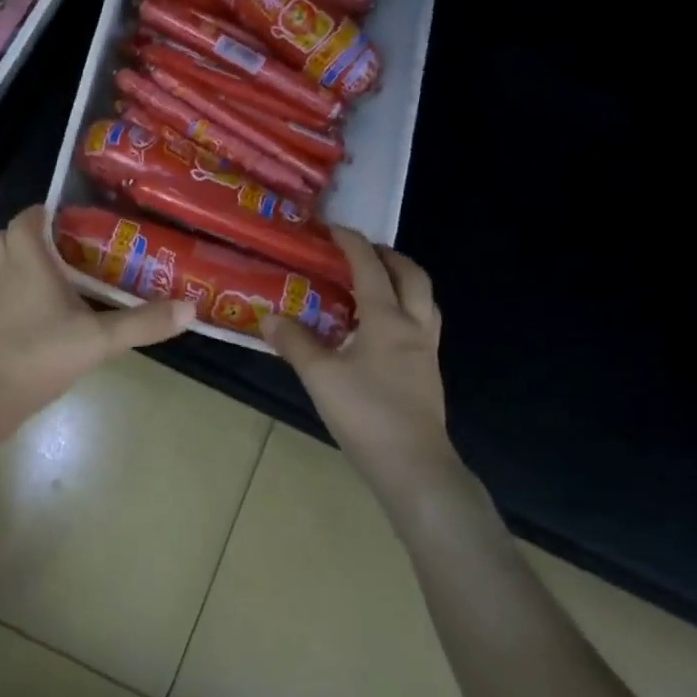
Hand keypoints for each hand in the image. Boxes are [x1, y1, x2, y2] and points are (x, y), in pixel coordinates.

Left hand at [0, 205, 192, 430]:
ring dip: (28, 265)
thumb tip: (189, 308)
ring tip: (68, 277)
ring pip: (5, 268)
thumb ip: (142, 322)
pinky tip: (56, 314)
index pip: (25, 219)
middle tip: (71, 247)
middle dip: (33, 237)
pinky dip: (25, 296)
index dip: (46, 212)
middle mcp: (7, 273)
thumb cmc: (40, 353)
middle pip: (7, 239)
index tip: (78, 218)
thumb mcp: (99, 338)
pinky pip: (7, 297)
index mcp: (28, 261)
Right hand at [263, 231, 462, 504]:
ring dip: (403, 282)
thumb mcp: (320, 376)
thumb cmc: (366, 414)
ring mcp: (425, 352)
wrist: (414, 466)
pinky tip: (379, 330)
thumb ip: (294, 343)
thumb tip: (269, 317)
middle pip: (412, 276)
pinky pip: (421, 325)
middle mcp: (413, 327)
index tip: (333, 230)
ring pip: (424, 301)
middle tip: (363, 251)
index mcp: (388, 320)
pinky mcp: (426, 374)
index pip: (371, 269)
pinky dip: (404, 310)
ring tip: (375, 284)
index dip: (352, 244)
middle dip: (389, 256)